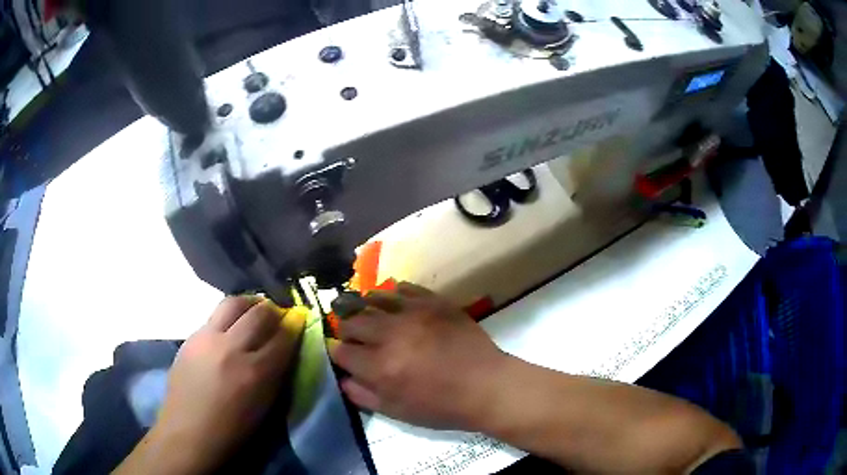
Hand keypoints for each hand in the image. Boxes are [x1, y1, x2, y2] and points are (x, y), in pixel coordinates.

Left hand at [131, 297, 304, 473]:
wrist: (188, 432)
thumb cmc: (233, 431)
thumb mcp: (265, 407)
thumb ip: (276, 374)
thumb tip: (285, 348)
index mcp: (256, 372)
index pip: (283, 336)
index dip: (295, 326)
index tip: (298, 321)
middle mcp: (232, 348)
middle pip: (260, 312)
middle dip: (274, 311)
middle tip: (277, 317)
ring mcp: (208, 338)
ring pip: (234, 303)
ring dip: (250, 304)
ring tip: (254, 313)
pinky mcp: (192, 337)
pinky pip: (215, 315)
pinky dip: (229, 316)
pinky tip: (230, 329)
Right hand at [329, 283, 505, 430]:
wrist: (487, 385)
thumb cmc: (442, 406)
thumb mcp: (399, 412)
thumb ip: (364, 396)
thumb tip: (343, 378)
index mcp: (380, 367)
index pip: (341, 351)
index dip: (338, 353)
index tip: (344, 356)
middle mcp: (391, 335)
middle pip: (352, 321)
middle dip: (347, 330)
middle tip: (355, 337)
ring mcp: (413, 313)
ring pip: (372, 298)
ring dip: (365, 308)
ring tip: (370, 316)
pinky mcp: (433, 301)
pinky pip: (403, 288)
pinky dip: (392, 295)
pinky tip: (395, 303)